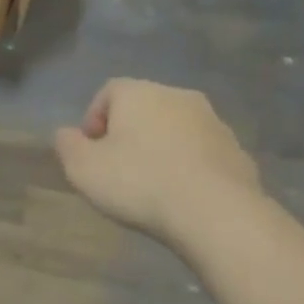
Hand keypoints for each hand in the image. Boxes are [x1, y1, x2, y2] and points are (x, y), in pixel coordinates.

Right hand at [54, 78, 261, 240]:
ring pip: (175, 129)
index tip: (89, 151)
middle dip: (128, 133)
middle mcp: (178, 96)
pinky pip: (201, 153)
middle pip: (144, 108)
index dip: (93, 119)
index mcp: (139, 93)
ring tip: (150, 185)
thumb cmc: (139, 182)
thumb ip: (67, 146)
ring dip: (160, 148)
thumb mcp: (83, 168)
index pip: (108, 92)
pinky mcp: (236, 151)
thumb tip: (66, 134)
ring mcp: (213, 122)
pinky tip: (180, 196)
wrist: (215, 211)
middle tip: (116, 168)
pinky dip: (187, 166)